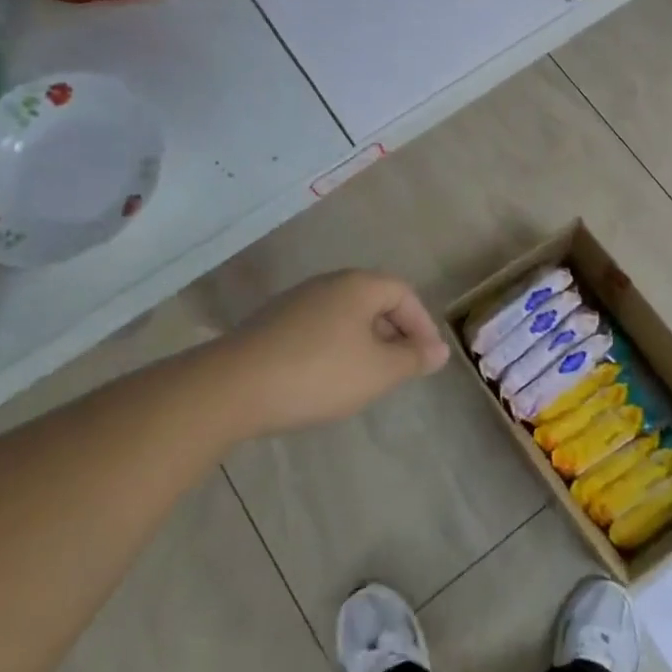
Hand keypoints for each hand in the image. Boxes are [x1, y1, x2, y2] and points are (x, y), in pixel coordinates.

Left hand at [225, 270, 449, 435]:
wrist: (232, 387)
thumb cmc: (319, 373)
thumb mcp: (378, 371)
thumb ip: (413, 358)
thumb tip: (439, 350)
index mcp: (358, 285)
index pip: (404, 293)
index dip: (421, 324)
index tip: (426, 359)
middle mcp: (328, 284)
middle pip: (374, 301)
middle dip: (394, 333)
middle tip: (400, 368)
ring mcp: (296, 302)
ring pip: (345, 316)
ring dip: (364, 342)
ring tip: (367, 377)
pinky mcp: (272, 324)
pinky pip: (319, 329)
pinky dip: (335, 348)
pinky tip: (327, 379)